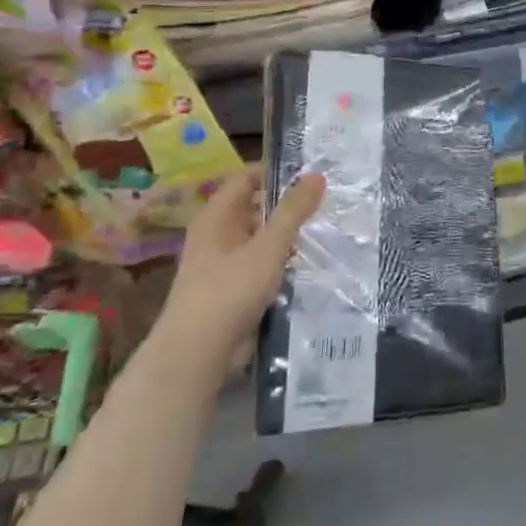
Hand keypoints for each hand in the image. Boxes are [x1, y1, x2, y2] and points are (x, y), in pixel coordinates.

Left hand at [160, 168, 325, 360]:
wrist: (197, 354)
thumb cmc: (229, 290)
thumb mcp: (268, 246)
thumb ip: (292, 211)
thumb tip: (316, 174)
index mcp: (217, 216)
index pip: (247, 178)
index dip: (277, 171)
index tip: (312, 172)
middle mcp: (217, 234)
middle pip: (256, 208)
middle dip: (288, 205)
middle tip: (329, 199)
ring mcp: (224, 264)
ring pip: (262, 239)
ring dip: (289, 236)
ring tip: (327, 229)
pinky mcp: (234, 290)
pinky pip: (263, 265)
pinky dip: (283, 262)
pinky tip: (311, 264)